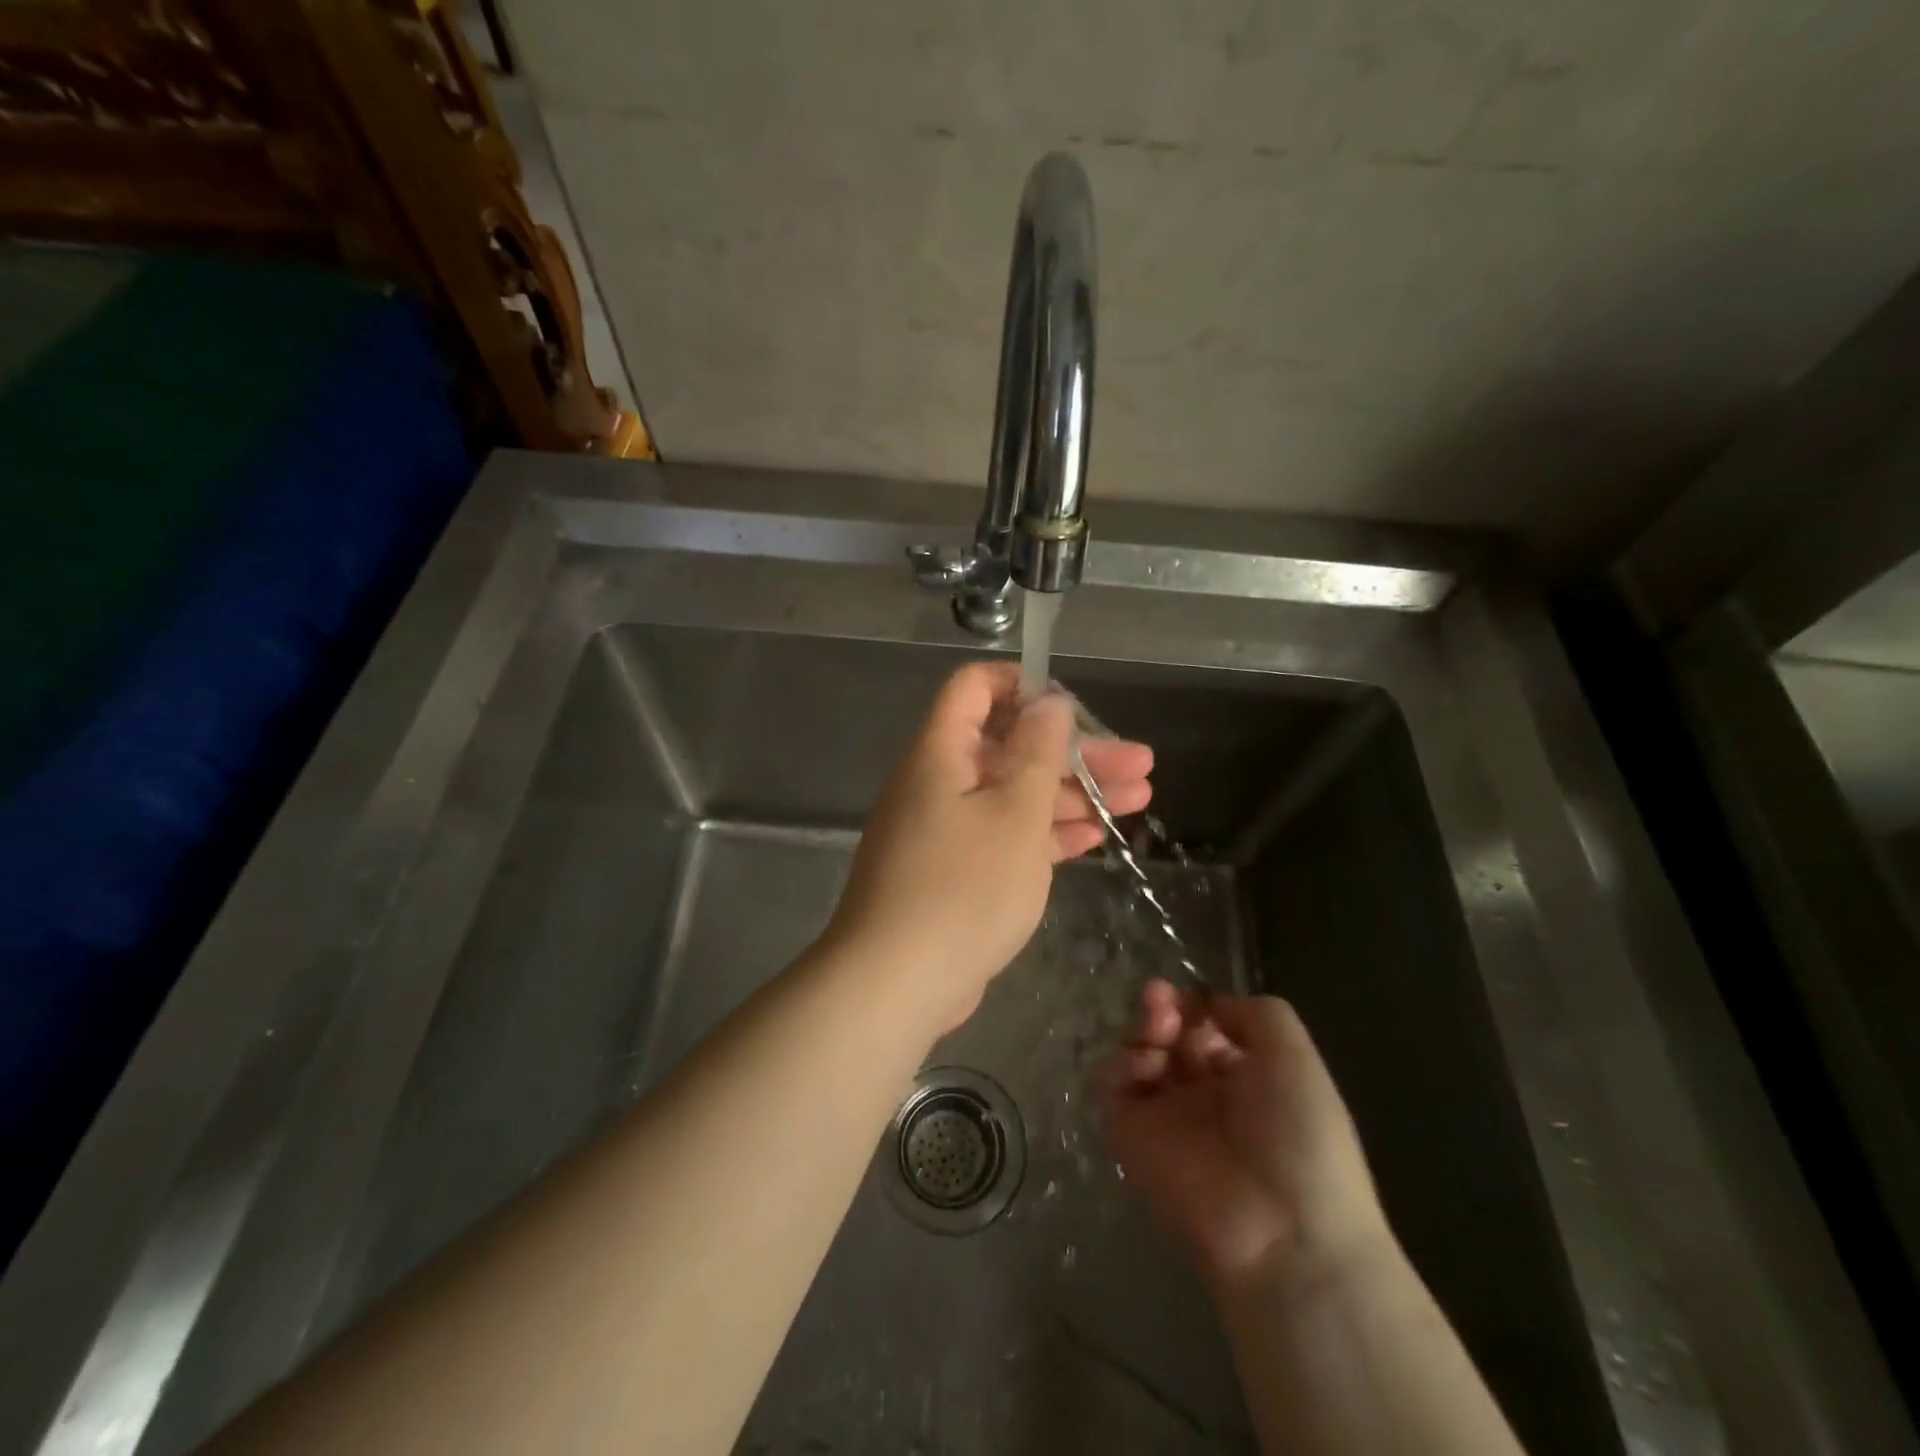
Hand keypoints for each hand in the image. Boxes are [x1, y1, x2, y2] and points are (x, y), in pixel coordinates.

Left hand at [825, 662, 1152, 1030]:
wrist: (897, 982)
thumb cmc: (963, 886)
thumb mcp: (1014, 812)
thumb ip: (1037, 752)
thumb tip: (1048, 702)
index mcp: (941, 752)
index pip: (975, 688)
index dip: (1024, 684)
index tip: (1076, 705)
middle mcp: (939, 781)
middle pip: (1011, 746)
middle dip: (1076, 752)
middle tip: (1140, 764)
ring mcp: (947, 829)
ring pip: (1015, 795)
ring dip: (1074, 795)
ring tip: (1139, 799)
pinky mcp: (956, 871)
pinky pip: (1006, 836)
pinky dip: (1047, 833)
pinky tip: (1096, 838)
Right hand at [1104, 981, 1392, 1291]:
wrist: (1284, 1232)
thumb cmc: (1301, 1136)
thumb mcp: (1295, 1055)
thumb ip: (1254, 1012)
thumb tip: (1208, 1006)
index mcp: (1242, 1074)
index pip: (1201, 1023)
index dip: (1191, 1003)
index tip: (1187, 997)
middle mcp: (1200, 1091)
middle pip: (1163, 1032)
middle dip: (1160, 1008)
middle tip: (1162, 1007)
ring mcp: (1162, 1113)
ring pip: (1133, 1052)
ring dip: (1139, 1030)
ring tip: (1157, 1035)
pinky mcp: (1129, 1135)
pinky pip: (1108, 1085)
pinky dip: (1118, 1065)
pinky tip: (1145, 1068)